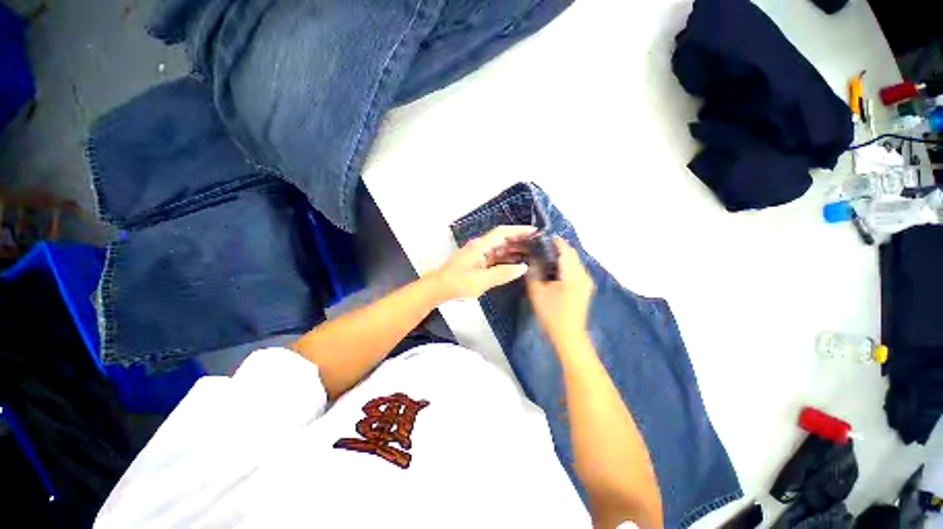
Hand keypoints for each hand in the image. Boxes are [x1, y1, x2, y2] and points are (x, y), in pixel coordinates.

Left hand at [431, 225, 536, 300]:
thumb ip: (503, 273)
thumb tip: (523, 268)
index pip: (502, 232)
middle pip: (502, 239)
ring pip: (499, 248)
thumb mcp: (482, 280)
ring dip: (513, 249)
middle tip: (537, 243)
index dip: (518, 230)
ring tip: (530, 252)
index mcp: (481, 246)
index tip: (534, 231)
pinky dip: (506, 259)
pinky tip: (516, 263)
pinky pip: (495, 257)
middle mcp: (480, 246)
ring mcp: (478, 254)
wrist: (439, 288)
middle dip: (519, 239)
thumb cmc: (458, 282)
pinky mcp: (477, 262)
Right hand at [526, 237, 594, 341]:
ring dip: (562, 257)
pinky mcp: (585, 288)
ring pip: (575, 262)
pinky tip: (554, 270)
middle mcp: (583, 275)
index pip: (566, 250)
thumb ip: (534, 272)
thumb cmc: (552, 313)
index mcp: (572, 274)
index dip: (556, 241)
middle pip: (572, 255)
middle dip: (558, 248)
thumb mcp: (537, 291)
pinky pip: (576, 270)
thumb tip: (533, 259)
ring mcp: (586, 282)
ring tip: (545, 256)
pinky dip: (566, 265)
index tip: (543, 237)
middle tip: (541, 247)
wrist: (569, 335)